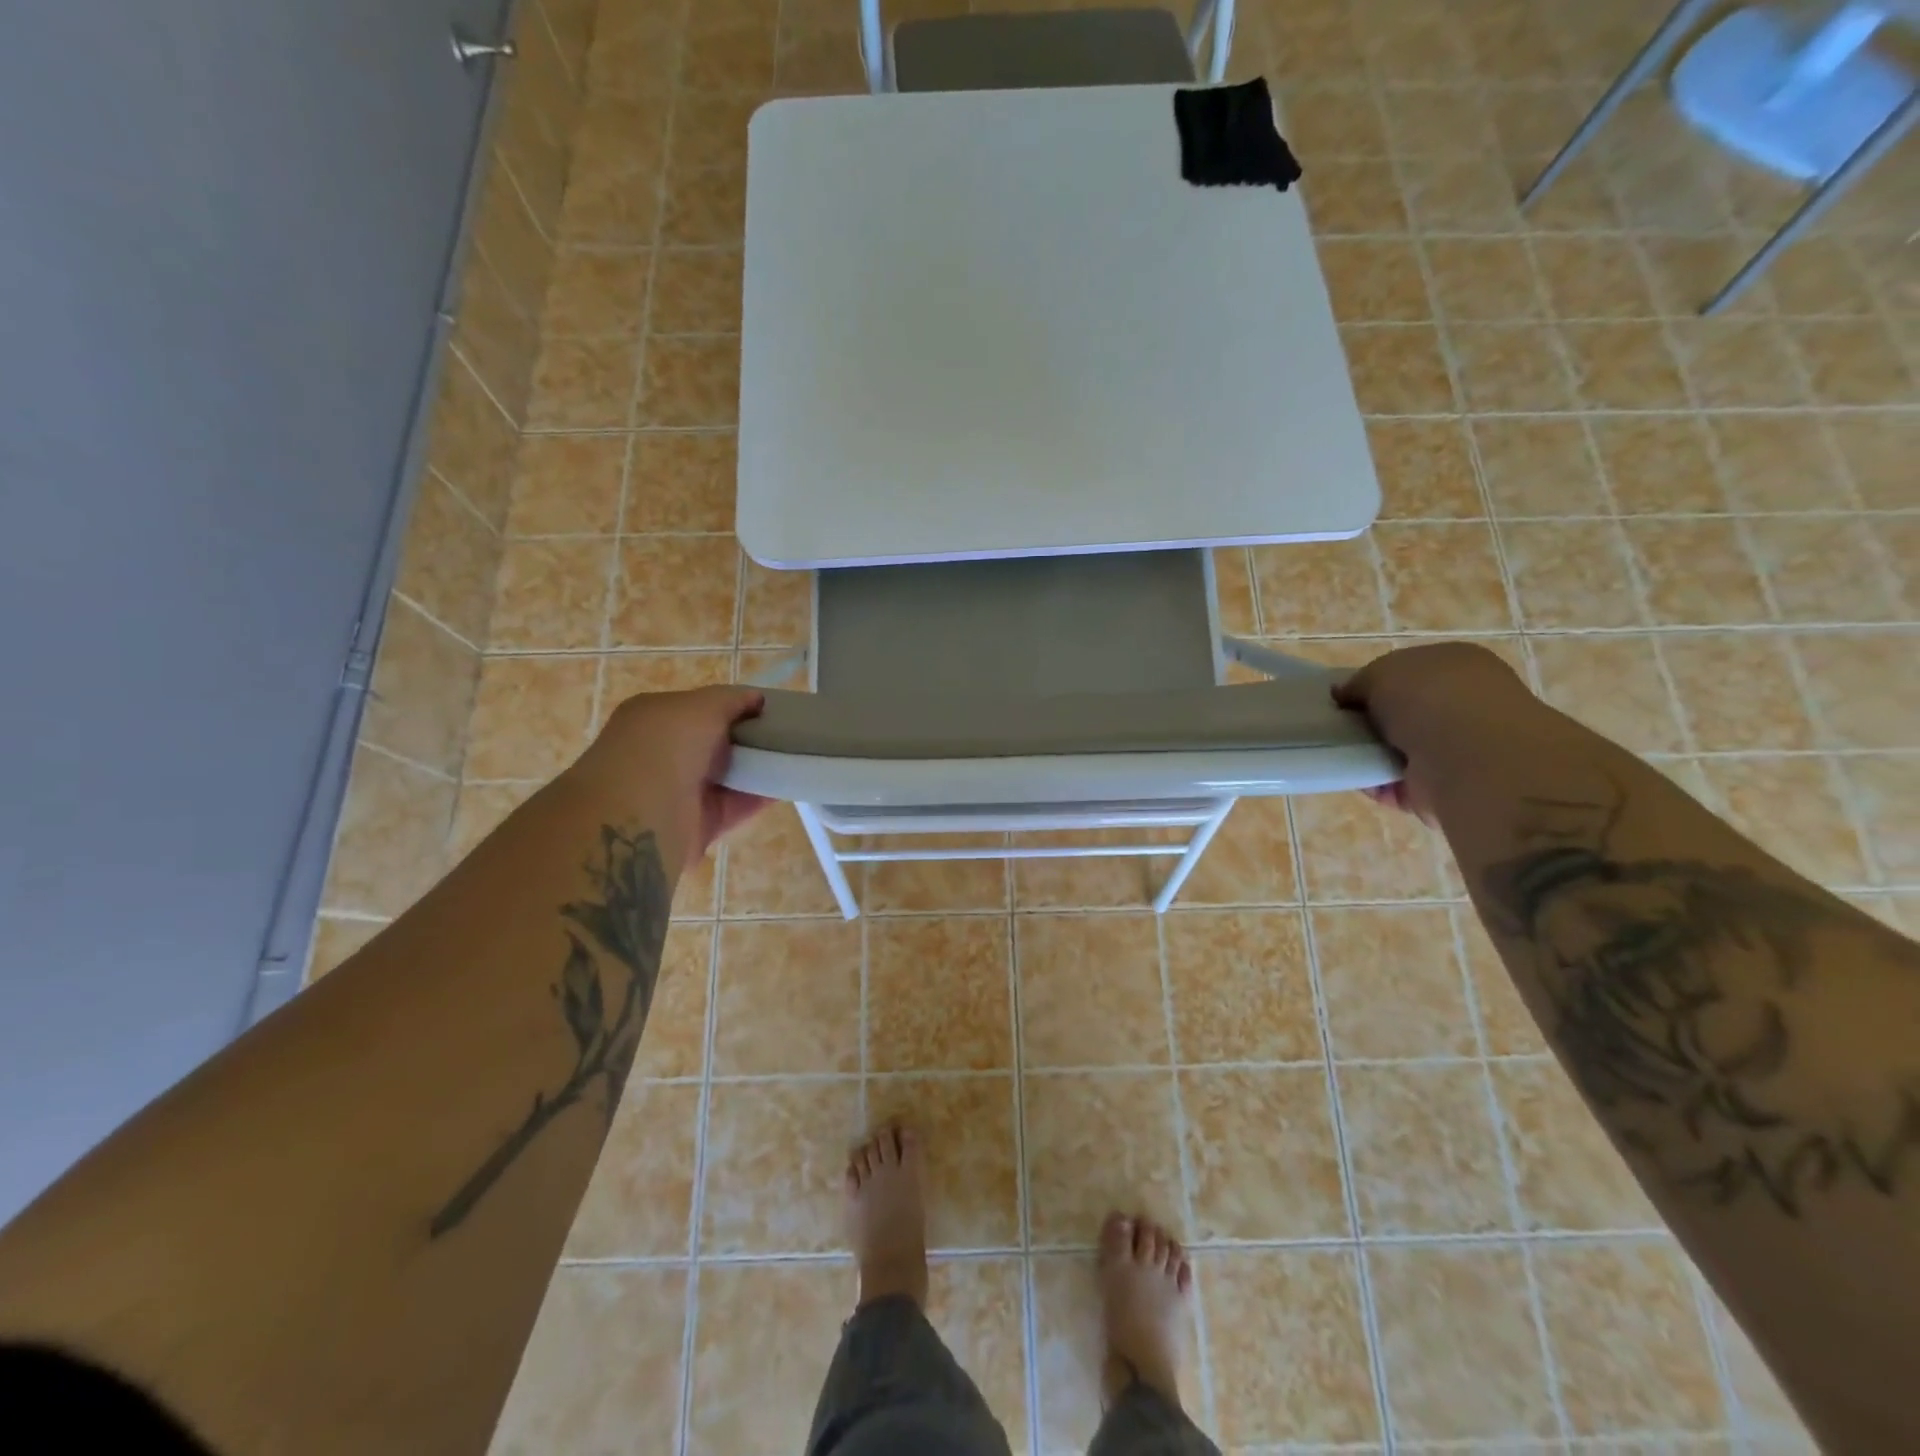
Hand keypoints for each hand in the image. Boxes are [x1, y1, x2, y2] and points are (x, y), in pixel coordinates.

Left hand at [576, 686, 771, 858]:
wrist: (640, 817)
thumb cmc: (665, 746)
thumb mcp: (700, 706)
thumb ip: (730, 699)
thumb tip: (756, 699)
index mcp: (652, 718)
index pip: (697, 708)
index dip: (732, 706)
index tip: (766, 709)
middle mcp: (661, 753)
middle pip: (713, 743)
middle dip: (746, 738)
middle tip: (785, 733)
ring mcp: (677, 791)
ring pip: (726, 775)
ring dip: (756, 768)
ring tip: (794, 756)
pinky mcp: (696, 825)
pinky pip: (735, 806)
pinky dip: (760, 797)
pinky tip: (788, 783)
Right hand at [1333, 643, 1533, 822]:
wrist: (1470, 758)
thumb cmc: (1430, 698)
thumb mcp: (1382, 671)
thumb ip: (1359, 682)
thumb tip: (1344, 695)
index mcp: (1458, 666)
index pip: (1410, 672)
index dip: (1374, 684)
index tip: (1344, 698)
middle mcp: (1464, 705)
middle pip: (1403, 713)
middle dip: (1371, 721)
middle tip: (1338, 726)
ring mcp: (1458, 749)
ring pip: (1399, 749)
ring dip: (1371, 753)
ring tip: (1340, 752)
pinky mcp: (1445, 787)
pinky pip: (1396, 783)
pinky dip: (1375, 783)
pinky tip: (1355, 778)